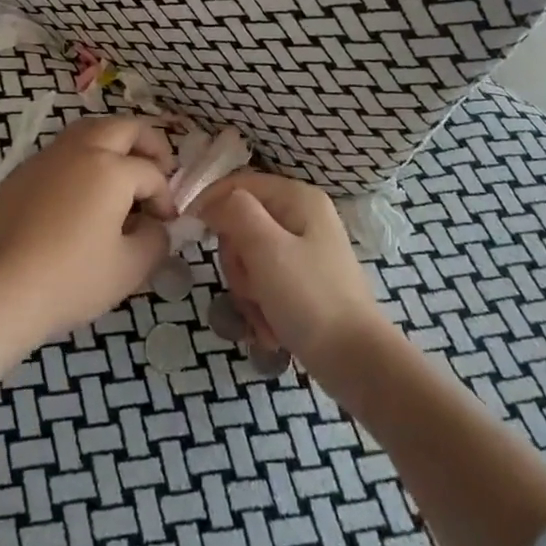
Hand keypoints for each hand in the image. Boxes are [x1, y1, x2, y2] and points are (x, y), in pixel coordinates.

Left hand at [0, 116, 174, 349]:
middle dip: (148, 144)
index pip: (151, 174)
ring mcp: (46, 157)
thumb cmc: (72, 279)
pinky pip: (60, 153)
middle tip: (159, 169)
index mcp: (111, 168)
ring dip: (112, 143)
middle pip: (123, 127)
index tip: (166, 224)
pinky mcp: (21, 172)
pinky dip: (81, 160)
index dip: (166, 198)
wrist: (0, 290)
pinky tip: (80, 193)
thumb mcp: (130, 268)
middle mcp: (79, 150)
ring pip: (88, 130)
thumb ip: (156, 240)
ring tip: (120, 173)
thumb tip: (155, 226)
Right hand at [198, 171, 392, 385]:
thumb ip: (235, 212)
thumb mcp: (265, 248)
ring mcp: (304, 251)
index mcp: (297, 198)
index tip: (190, 232)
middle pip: (241, 223)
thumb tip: (212, 203)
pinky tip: (271, 328)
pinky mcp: (303, 282)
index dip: (211, 203)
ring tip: (262, 316)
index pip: (238, 184)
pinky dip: (261, 306)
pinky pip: (265, 282)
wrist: (355, 362)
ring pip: (249, 257)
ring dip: (247, 290)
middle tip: (248, 288)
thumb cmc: (309, 298)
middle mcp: (302, 217)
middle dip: (236, 261)